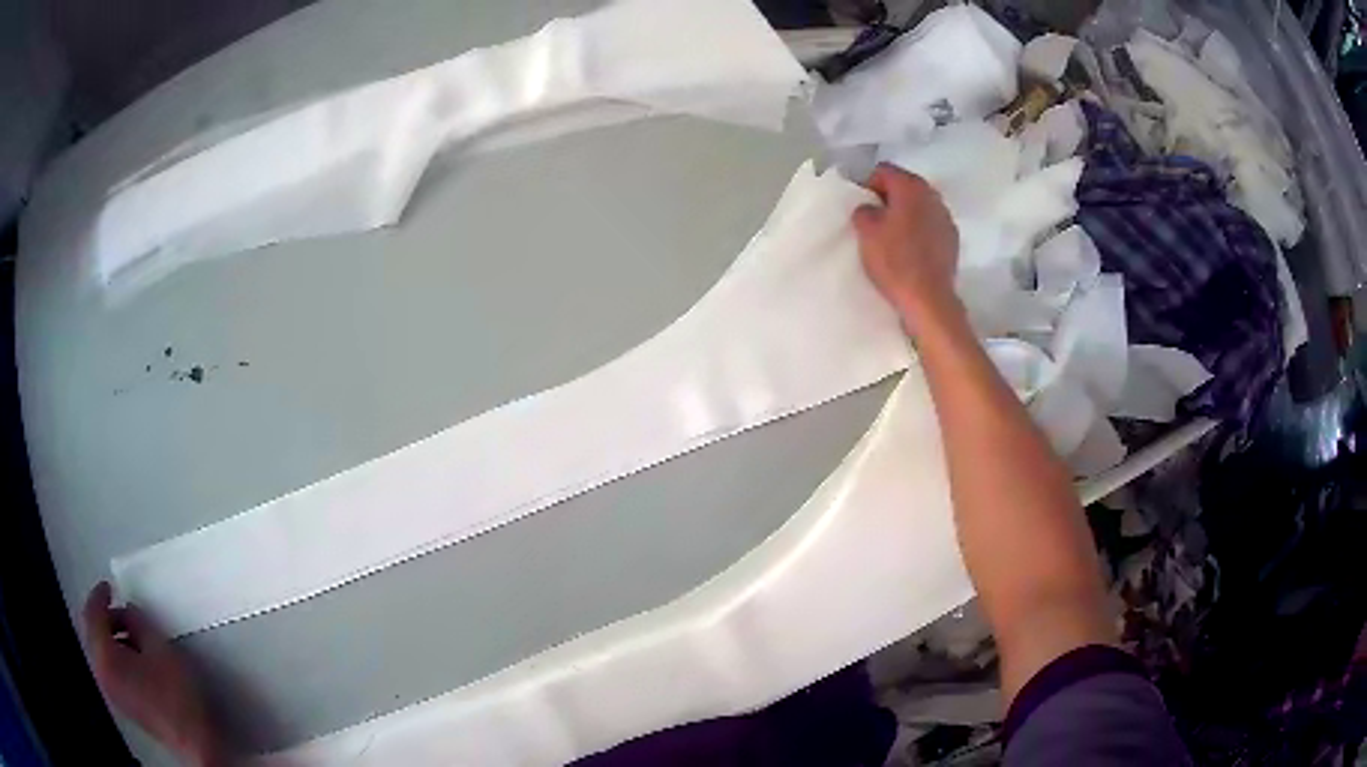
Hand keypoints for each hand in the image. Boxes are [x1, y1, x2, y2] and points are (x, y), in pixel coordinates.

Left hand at [82, 582, 224, 765]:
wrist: (195, 744)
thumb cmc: (177, 695)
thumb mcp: (160, 648)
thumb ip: (138, 621)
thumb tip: (128, 610)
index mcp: (104, 656)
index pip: (92, 613)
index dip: (100, 595)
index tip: (111, 586)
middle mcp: (100, 671)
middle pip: (92, 632)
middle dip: (104, 617)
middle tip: (122, 610)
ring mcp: (110, 691)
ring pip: (100, 651)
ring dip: (110, 637)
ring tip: (132, 636)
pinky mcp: (122, 704)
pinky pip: (108, 667)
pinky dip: (115, 655)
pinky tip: (134, 660)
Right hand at [852, 164, 961, 333]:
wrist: (929, 299)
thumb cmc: (894, 261)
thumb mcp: (866, 233)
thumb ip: (863, 210)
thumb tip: (870, 208)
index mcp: (911, 187)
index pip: (884, 171)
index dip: (868, 184)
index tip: (860, 206)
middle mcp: (932, 195)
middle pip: (905, 186)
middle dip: (888, 198)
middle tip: (874, 219)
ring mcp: (946, 218)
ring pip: (919, 206)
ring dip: (905, 214)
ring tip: (892, 236)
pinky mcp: (952, 240)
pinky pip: (930, 225)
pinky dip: (919, 230)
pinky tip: (910, 249)